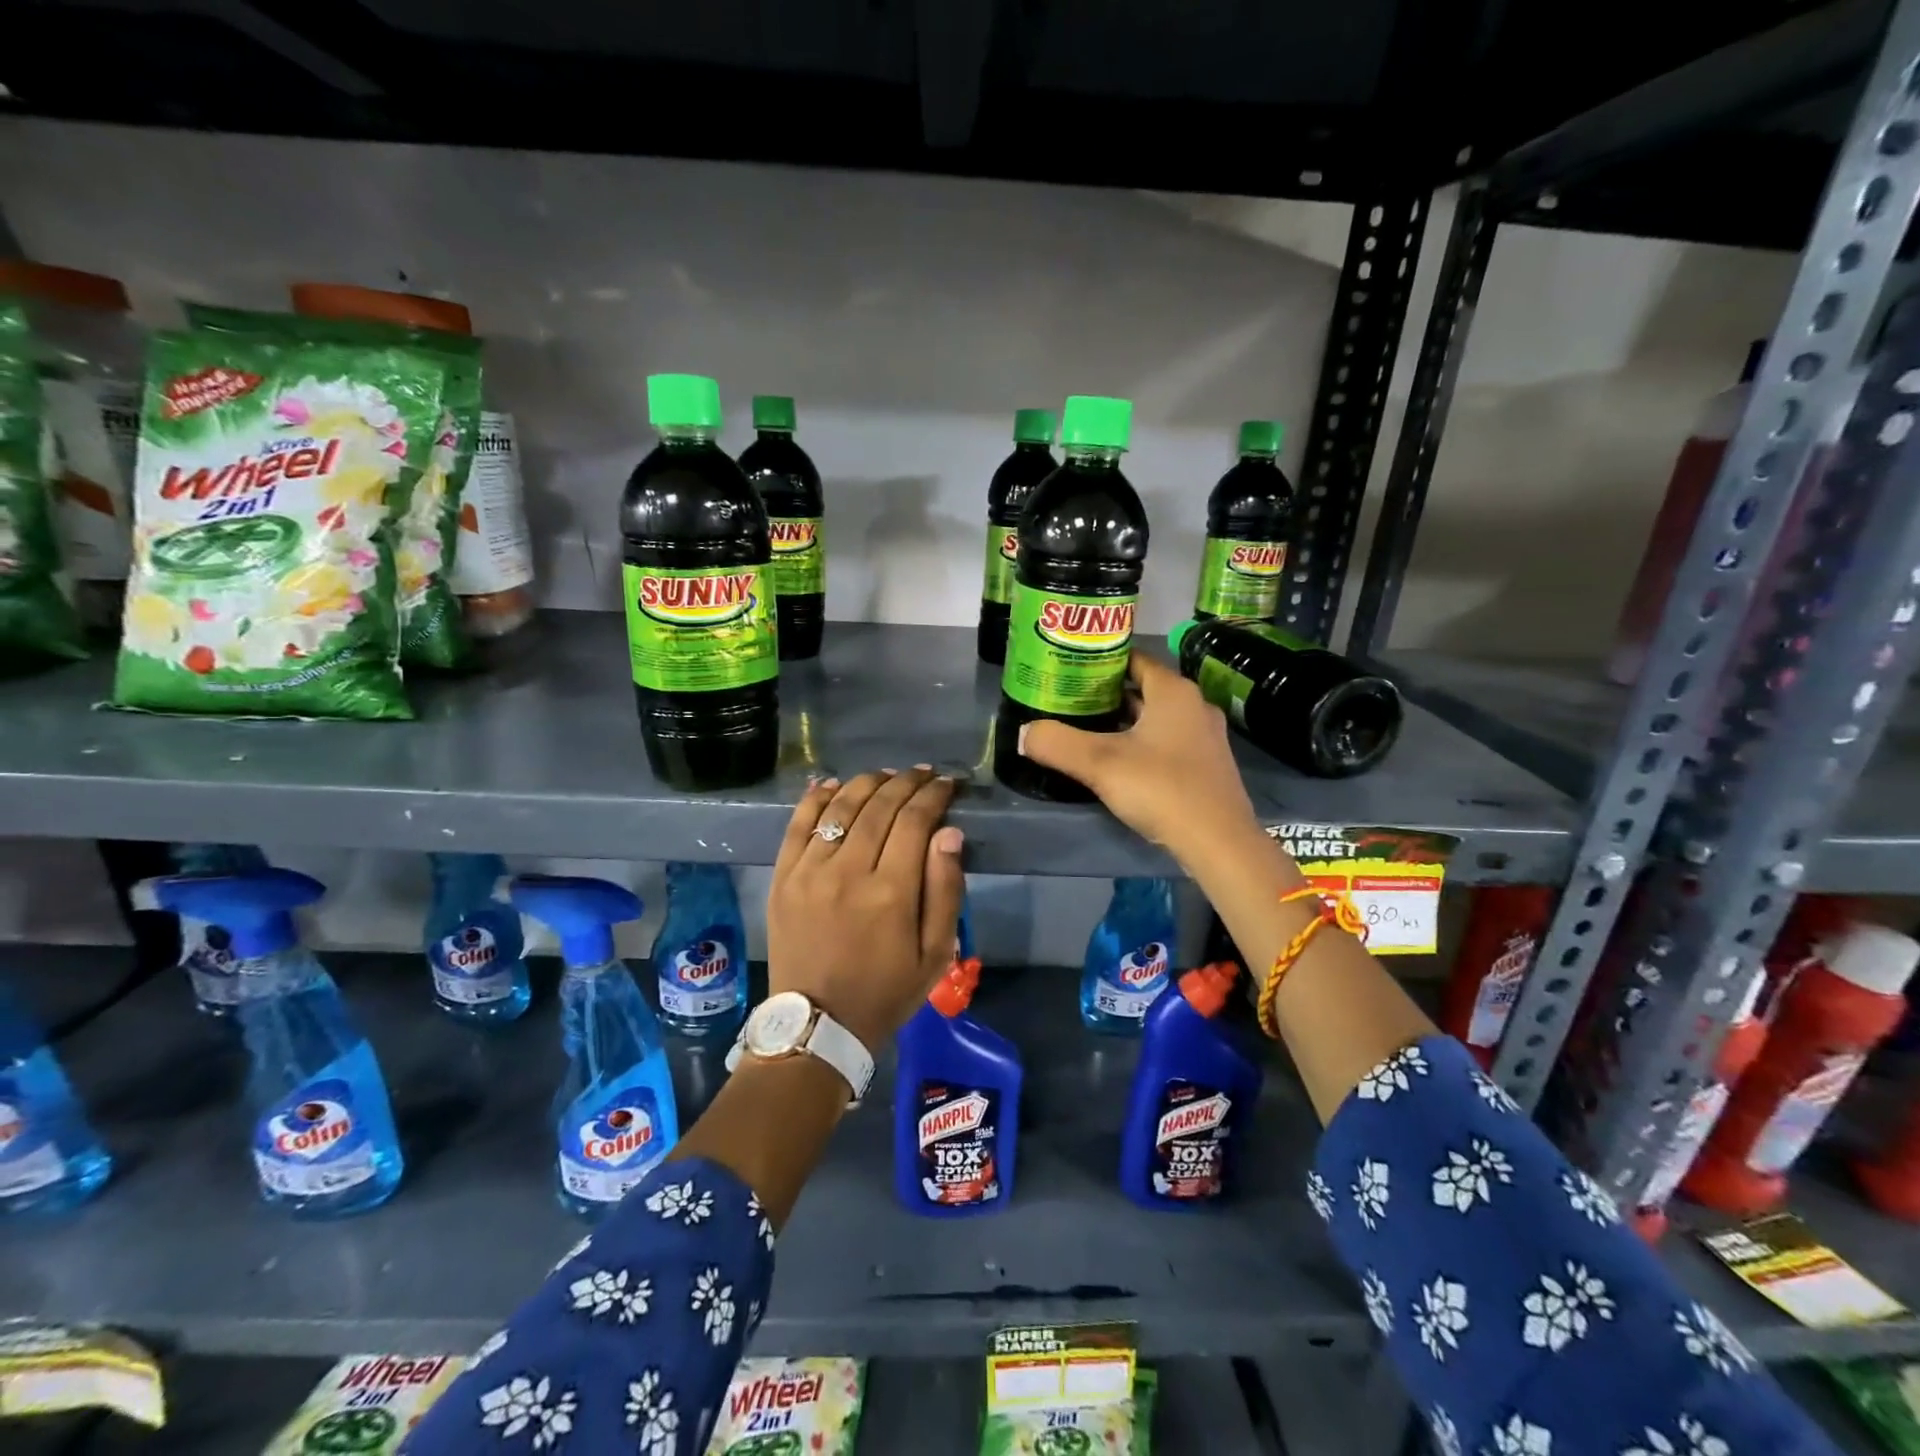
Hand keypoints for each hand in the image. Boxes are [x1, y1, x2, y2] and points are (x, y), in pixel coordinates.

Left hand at [766, 766, 965, 1052]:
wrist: (818, 1024)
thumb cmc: (886, 991)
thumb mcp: (934, 953)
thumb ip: (946, 890)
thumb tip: (949, 833)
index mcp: (892, 892)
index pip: (915, 821)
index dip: (933, 795)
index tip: (947, 784)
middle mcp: (849, 871)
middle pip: (879, 806)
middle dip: (905, 782)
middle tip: (922, 773)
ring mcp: (810, 871)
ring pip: (840, 808)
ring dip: (866, 783)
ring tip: (885, 775)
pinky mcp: (783, 877)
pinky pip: (798, 825)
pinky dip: (816, 798)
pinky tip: (832, 783)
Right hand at [1018, 649, 1261, 868]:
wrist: (1219, 842)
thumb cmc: (1161, 788)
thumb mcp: (1100, 764)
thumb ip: (1057, 743)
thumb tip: (1024, 733)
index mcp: (1173, 691)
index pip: (1134, 660)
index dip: (1101, 663)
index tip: (1070, 672)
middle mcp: (1194, 706)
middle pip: (1144, 690)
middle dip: (1108, 695)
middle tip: (1070, 703)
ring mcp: (1206, 737)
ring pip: (1157, 719)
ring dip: (1126, 723)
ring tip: (1088, 731)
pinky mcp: (1208, 766)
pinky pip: (1169, 743)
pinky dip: (1144, 745)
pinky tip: (1121, 764)